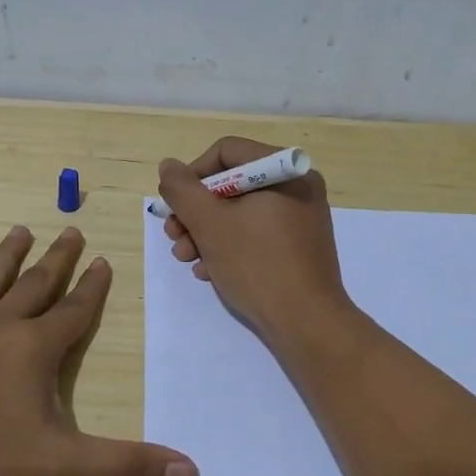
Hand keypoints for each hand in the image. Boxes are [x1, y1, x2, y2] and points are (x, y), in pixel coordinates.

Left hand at [0, 226, 197, 475]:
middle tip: (71, 230)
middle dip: (57, 259)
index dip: (93, 287)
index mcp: (34, 350)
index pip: (75, 311)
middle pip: (35, 286)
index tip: (104, 260)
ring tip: (21, 231)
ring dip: (6, 256)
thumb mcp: (62, 467)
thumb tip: (192, 469)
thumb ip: (126, 465)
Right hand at [158, 136, 350, 341]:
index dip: (192, 175)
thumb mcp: (209, 224)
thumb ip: (182, 190)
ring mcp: (301, 218)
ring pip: (241, 212)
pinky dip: (230, 246)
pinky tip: (210, 271)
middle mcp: (297, 187)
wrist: (306, 322)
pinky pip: (257, 233)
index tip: (175, 205)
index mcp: (284, 171)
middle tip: (174, 236)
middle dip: (196, 212)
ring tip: (188, 259)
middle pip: (232, 184)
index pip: (226, 152)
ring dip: (206, 233)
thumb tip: (169, 166)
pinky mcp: (299, 246)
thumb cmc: (257, 264)